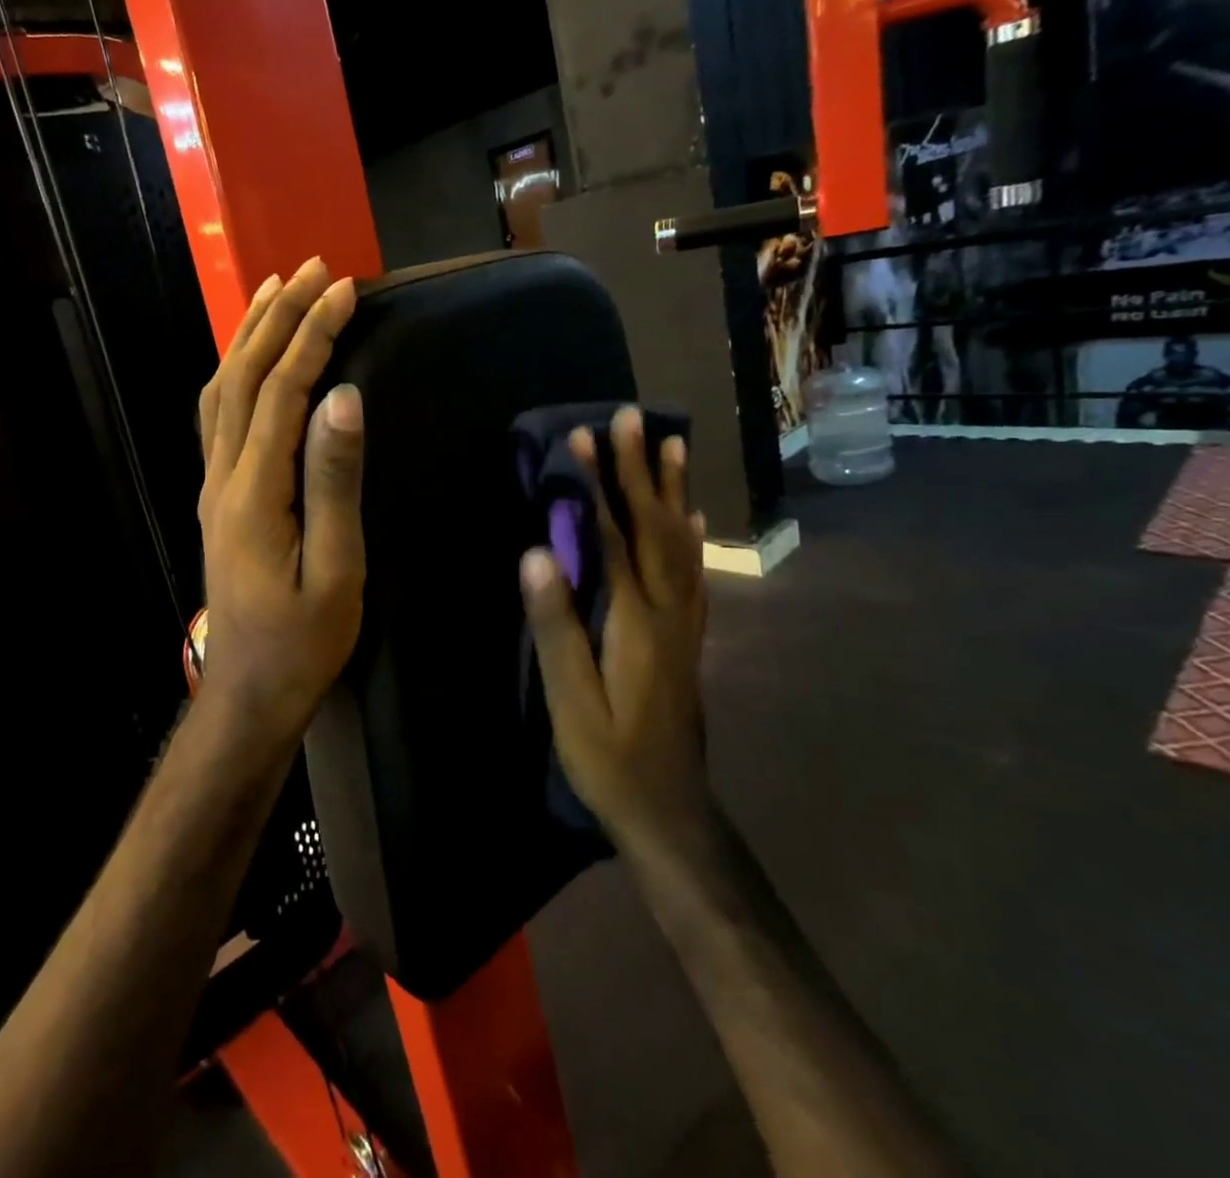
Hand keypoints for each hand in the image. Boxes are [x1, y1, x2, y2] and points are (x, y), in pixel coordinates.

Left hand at [196, 258, 364, 754]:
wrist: (248, 692)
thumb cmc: (302, 641)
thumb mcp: (336, 569)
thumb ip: (334, 482)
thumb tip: (342, 398)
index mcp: (254, 492)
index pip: (280, 392)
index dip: (311, 335)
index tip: (344, 289)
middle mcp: (222, 476)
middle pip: (242, 379)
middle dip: (277, 318)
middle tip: (312, 268)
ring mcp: (213, 486)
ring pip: (221, 392)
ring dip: (249, 337)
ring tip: (276, 291)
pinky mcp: (217, 497)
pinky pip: (218, 417)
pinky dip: (236, 373)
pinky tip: (250, 360)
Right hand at [520, 408, 710, 844]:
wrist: (670, 812)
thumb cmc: (609, 759)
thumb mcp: (570, 701)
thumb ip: (556, 626)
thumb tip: (537, 553)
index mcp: (634, 621)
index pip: (611, 536)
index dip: (595, 484)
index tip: (581, 436)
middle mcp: (668, 611)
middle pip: (654, 526)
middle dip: (638, 468)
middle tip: (630, 416)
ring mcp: (684, 623)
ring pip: (682, 542)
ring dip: (672, 489)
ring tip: (670, 444)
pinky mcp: (687, 637)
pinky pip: (693, 571)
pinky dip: (690, 533)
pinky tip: (691, 516)